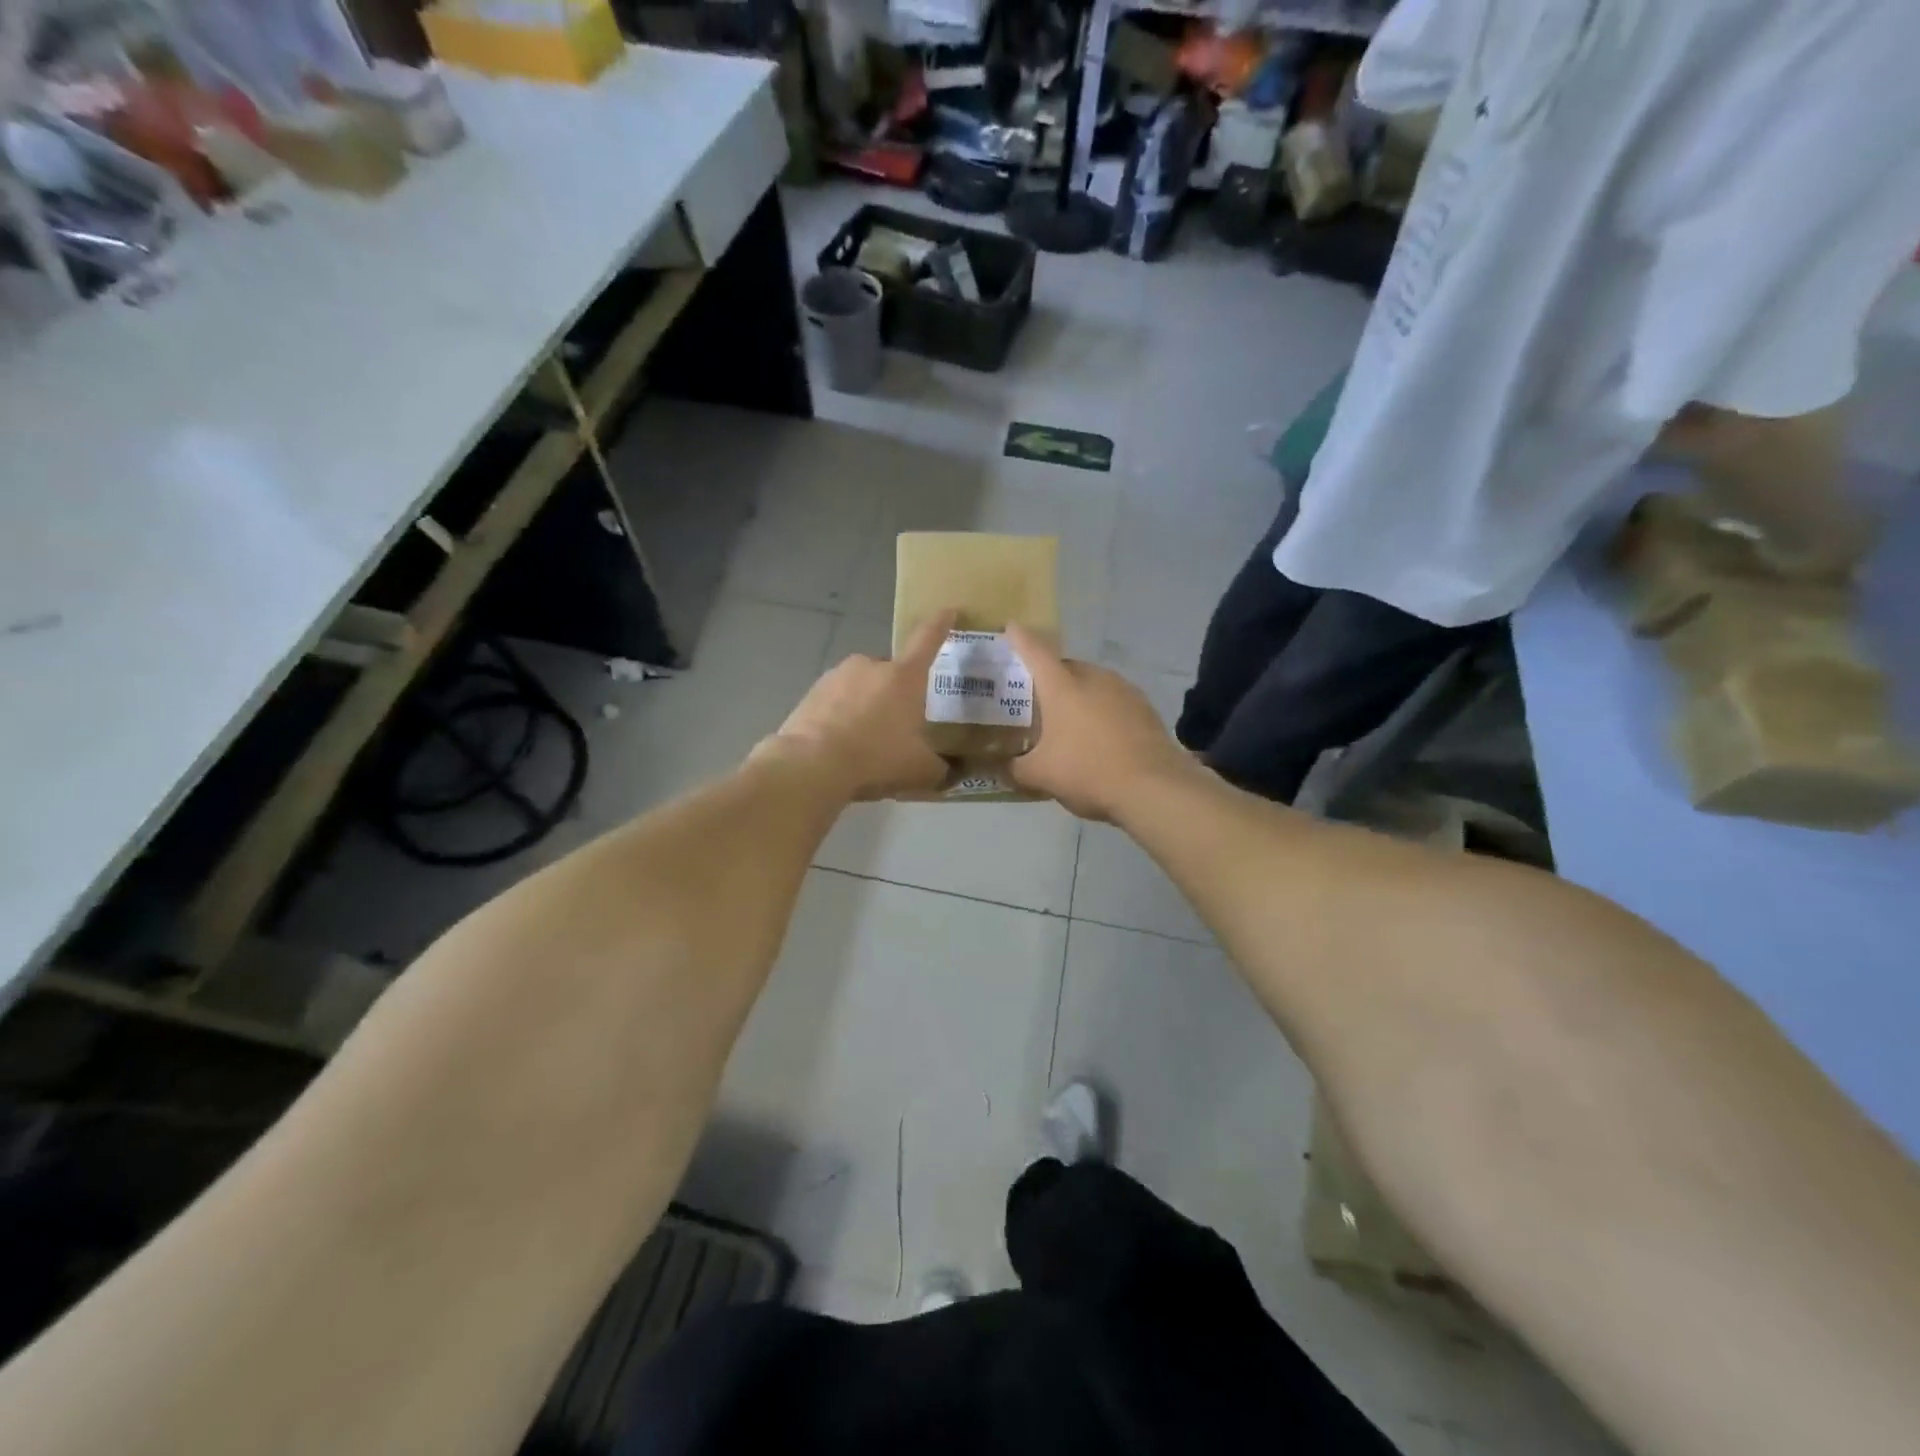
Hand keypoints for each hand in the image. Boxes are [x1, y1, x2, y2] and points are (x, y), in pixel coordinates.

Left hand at [756, 611, 956, 801]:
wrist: (811, 764)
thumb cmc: (875, 758)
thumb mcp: (918, 770)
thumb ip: (938, 768)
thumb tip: (945, 771)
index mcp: (904, 677)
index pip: (927, 641)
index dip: (940, 624)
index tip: (948, 610)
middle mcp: (871, 666)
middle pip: (891, 672)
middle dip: (896, 693)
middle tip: (897, 725)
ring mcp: (837, 676)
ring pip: (862, 686)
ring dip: (867, 705)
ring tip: (865, 740)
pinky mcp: (811, 692)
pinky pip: (836, 701)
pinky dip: (842, 716)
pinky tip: (841, 744)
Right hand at [1004, 626, 1195, 821]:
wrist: (1155, 788)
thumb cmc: (1088, 772)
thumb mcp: (1041, 776)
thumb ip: (1015, 769)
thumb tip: (1001, 768)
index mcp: (1062, 686)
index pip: (1034, 651)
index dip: (1019, 638)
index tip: (1010, 628)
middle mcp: (1093, 677)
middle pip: (1064, 667)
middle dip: (1049, 677)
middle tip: (1035, 699)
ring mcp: (1124, 690)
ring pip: (1092, 683)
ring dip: (1078, 695)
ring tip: (1068, 721)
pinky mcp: (1145, 708)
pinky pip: (1113, 701)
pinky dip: (1101, 711)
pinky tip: (1099, 736)